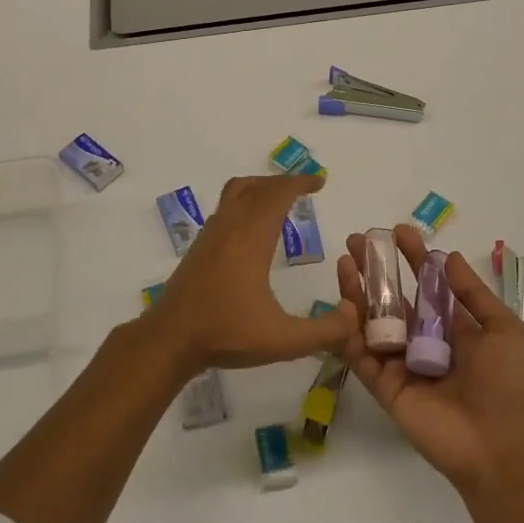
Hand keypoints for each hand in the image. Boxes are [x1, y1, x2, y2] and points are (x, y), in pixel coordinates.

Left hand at [144, 174, 355, 375]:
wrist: (170, 339)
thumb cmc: (226, 334)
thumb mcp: (282, 340)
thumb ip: (323, 331)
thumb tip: (353, 316)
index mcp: (252, 238)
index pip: (278, 195)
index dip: (300, 183)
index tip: (320, 182)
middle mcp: (230, 227)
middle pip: (258, 187)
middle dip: (284, 182)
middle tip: (306, 188)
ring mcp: (211, 233)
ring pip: (236, 191)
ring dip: (261, 187)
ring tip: (279, 198)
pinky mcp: (199, 245)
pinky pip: (225, 207)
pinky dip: (244, 201)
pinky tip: (251, 227)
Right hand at [336, 224, 523, 492]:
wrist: (500, 447)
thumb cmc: (508, 385)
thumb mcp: (503, 330)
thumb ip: (472, 294)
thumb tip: (448, 257)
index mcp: (452, 328)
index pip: (426, 283)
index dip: (413, 256)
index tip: (398, 231)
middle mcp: (422, 341)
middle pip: (392, 298)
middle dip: (375, 268)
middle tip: (357, 241)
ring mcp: (401, 363)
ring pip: (371, 321)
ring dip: (356, 291)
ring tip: (345, 263)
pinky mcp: (384, 386)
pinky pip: (362, 355)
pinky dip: (349, 331)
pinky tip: (344, 303)